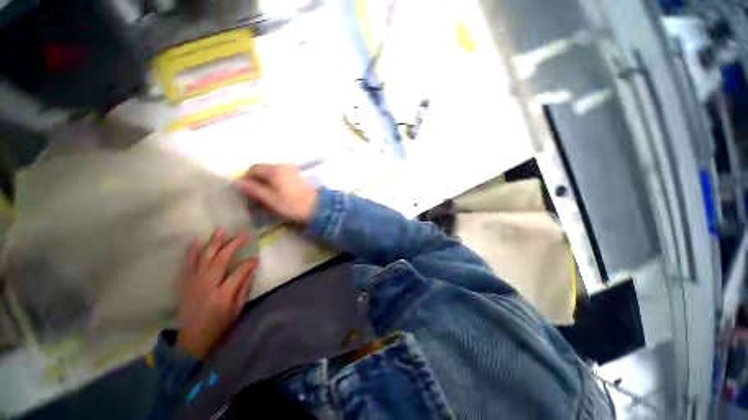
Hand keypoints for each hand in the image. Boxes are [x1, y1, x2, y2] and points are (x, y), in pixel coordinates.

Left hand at [176, 229, 257, 358]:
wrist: (192, 339)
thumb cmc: (220, 324)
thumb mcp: (237, 309)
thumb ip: (244, 287)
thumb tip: (252, 267)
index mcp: (223, 294)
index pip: (239, 271)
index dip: (249, 262)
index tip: (256, 257)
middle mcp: (207, 285)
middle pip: (221, 259)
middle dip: (233, 244)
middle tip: (243, 233)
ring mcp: (194, 283)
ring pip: (204, 258)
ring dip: (213, 243)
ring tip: (221, 230)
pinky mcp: (185, 283)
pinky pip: (188, 264)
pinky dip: (192, 251)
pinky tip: (196, 240)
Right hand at [236, 164, 317, 223]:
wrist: (317, 207)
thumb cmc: (292, 204)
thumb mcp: (270, 199)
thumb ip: (254, 189)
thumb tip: (237, 181)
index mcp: (275, 169)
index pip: (253, 168)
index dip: (246, 178)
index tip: (245, 190)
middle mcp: (283, 165)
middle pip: (263, 168)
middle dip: (256, 178)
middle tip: (255, 193)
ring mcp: (292, 169)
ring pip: (272, 171)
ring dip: (266, 179)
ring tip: (266, 193)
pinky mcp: (298, 174)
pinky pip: (281, 173)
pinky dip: (276, 180)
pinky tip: (278, 190)